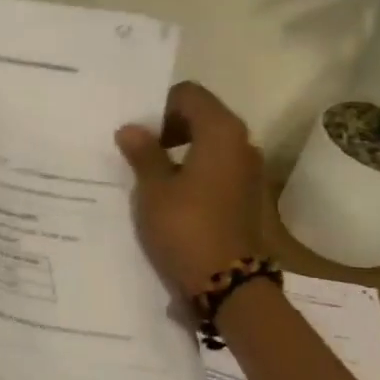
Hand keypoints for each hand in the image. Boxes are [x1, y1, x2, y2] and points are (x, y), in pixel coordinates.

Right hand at [116, 81, 266, 299]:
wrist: (228, 284)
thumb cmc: (186, 227)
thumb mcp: (154, 188)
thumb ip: (143, 153)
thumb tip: (131, 129)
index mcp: (221, 132)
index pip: (189, 94)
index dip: (160, 105)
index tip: (137, 130)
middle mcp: (242, 144)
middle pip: (202, 116)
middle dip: (168, 127)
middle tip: (136, 149)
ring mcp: (248, 172)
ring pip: (209, 144)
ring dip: (179, 151)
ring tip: (148, 173)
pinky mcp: (246, 197)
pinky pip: (215, 169)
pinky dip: (192, 171)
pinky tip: (168, 193)